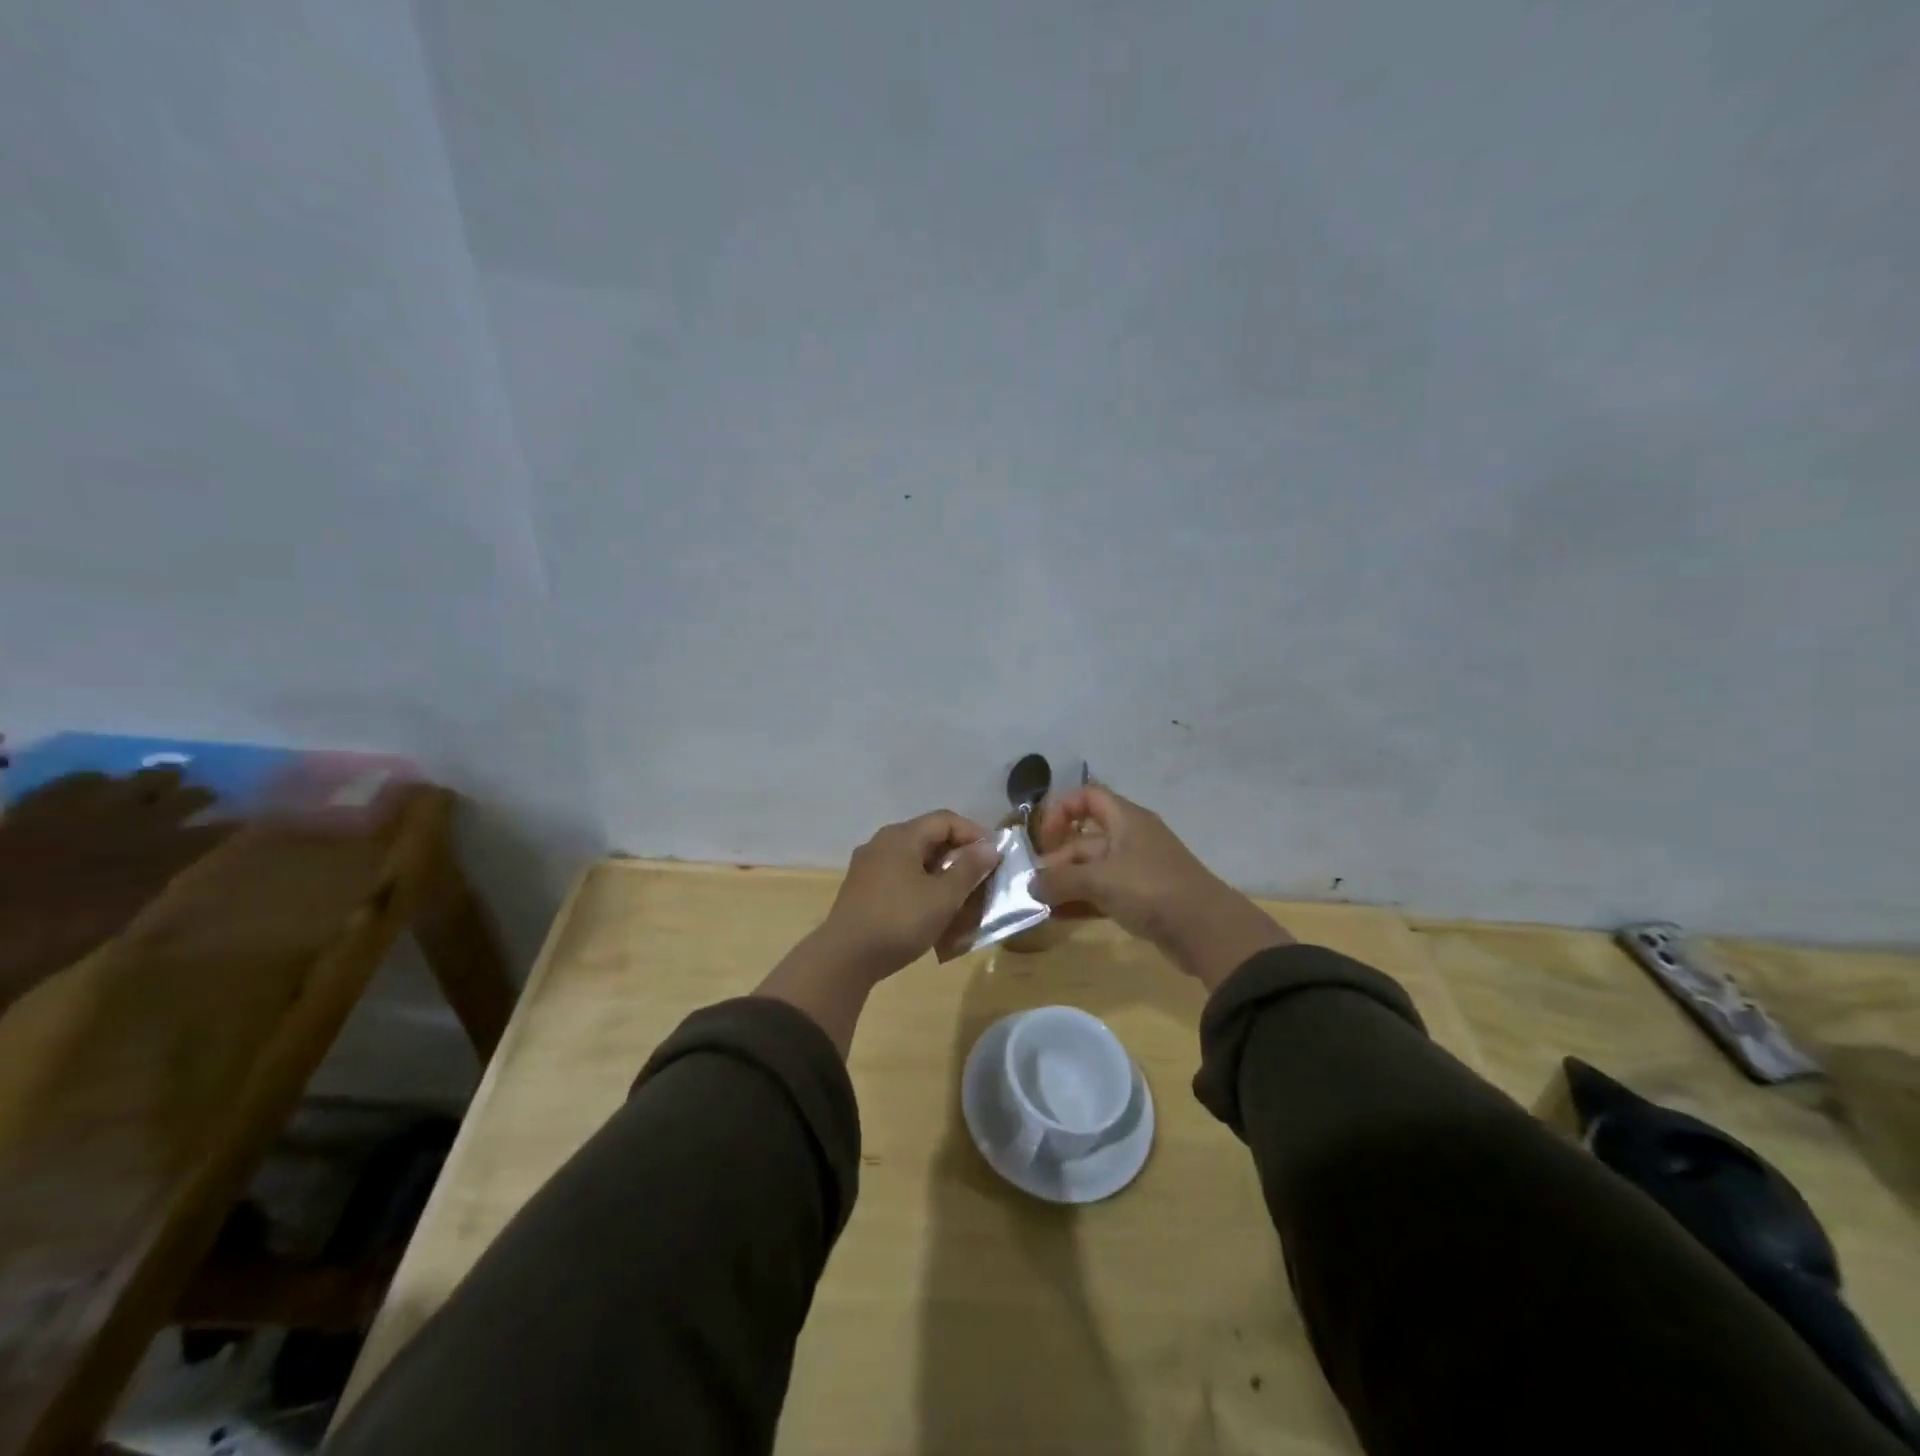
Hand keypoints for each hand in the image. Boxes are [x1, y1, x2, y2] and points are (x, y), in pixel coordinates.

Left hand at [817, 809, 1000, 982]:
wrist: (845, 958)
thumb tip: (989, 847)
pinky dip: (920, 884)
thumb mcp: (944, 897)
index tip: (994, 857)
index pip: (946, 820)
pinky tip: (930, 909)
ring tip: (960, 896)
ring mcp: (868, 865)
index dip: (974, 833)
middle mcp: (882, 842)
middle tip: (980, 878)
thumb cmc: (900, 921)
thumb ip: (970, 868)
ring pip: (913, 858)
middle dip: (958, 855)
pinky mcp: (861, 888)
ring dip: (940, 872)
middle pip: (928, 837)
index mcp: (902, 836)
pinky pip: (899, 875)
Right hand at [1033, 785, 1291, 990]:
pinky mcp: (1143, 896)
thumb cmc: (1151, 889)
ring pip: (1093, 867)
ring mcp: (1137, 868)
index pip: (1088, 796)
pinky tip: (1061, 915)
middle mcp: (1131, 837)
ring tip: (1041, 901)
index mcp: (1126, 819)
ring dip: (1067, 881)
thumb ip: (1061, 881)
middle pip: (1085, 837)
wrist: (1207, 930)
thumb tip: (1031, 885)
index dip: (1061, 810)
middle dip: (1059, 858)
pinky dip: (1083, 899)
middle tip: (1035, 883)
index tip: (1044, 838)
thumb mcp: (1100, 881)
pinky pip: (1105, 891)